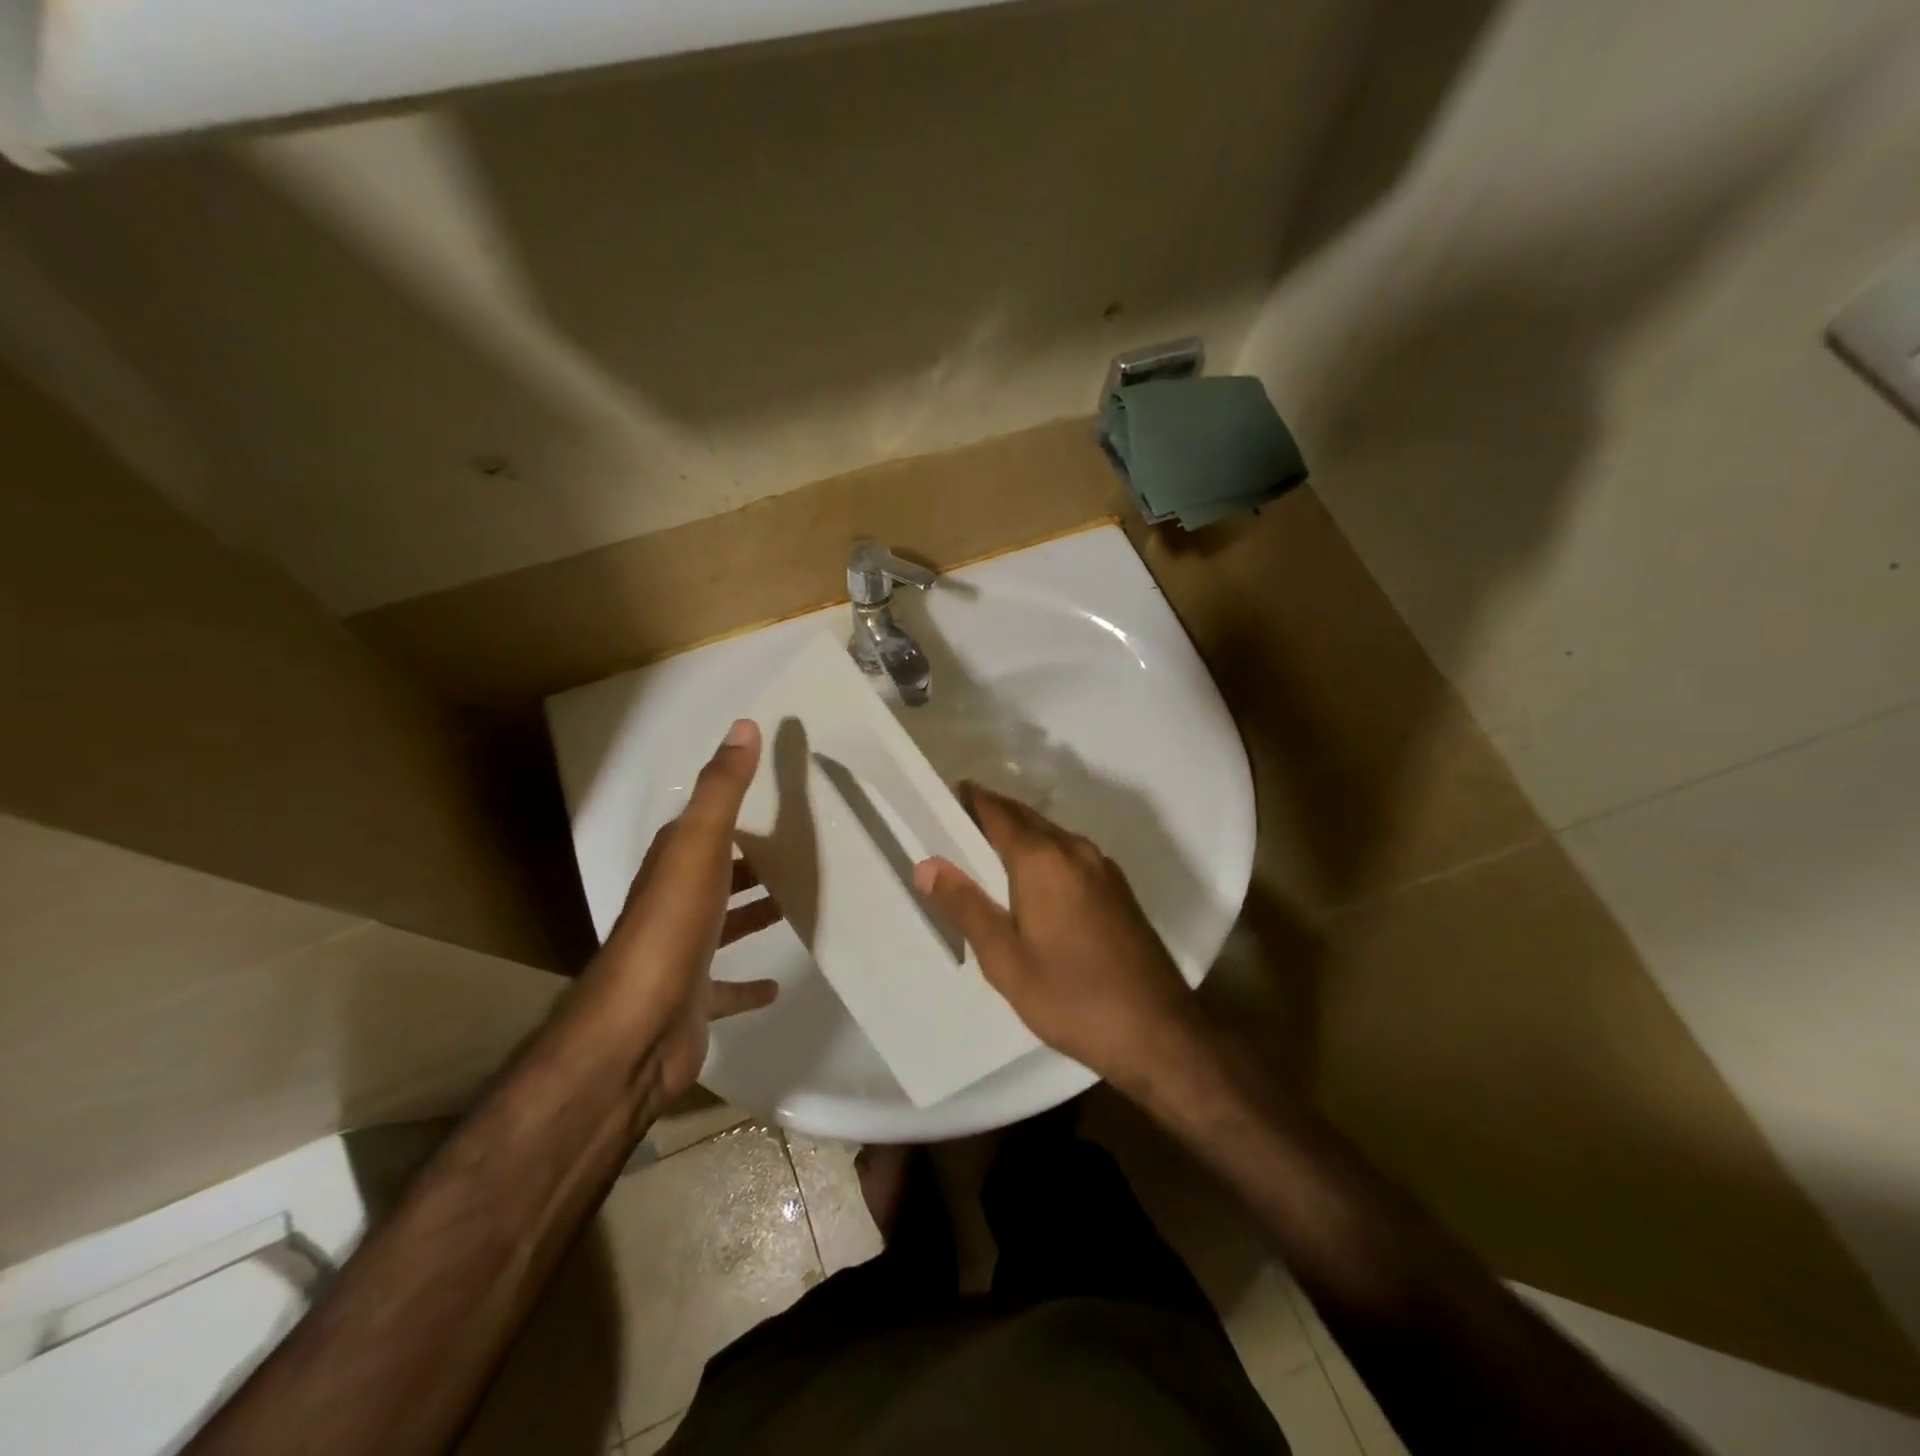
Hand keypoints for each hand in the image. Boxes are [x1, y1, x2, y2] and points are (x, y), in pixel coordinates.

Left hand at [591, 719, 780, 1099]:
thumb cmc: (672, 929)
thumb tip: (744, 725)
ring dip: (752, 914)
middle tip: (801, 851)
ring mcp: (681, 955)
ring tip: (796, 905)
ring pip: (723, 925)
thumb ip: (723, 789)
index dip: (735, 811)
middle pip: (717, 874)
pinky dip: (749, 983)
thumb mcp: (699, 846)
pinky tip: (777, 986)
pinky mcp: (694, 1000)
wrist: (636, 1030)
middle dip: (751, 862)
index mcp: (672, 865)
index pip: (704, 827)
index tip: (778, 801)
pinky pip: (727, 986)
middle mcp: (673, 905)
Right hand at [913, 783, 1202, 1092]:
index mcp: (1043, 859)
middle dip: (993, 814)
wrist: (1157, 1031)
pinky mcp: (1118, 889)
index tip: (947, 795)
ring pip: (1052, 836)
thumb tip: (928, 864)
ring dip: (1020, 834)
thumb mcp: (1005, 959)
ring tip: (987, 853)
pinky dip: (1044, 854)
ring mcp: (1103, 868)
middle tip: (958, 824)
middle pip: (1027, 818)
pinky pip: (1071, 855)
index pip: (999, 812)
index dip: (972, 800)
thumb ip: (966, 906)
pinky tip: (1033, 883)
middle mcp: (1075, 850)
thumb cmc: (1070, 997)